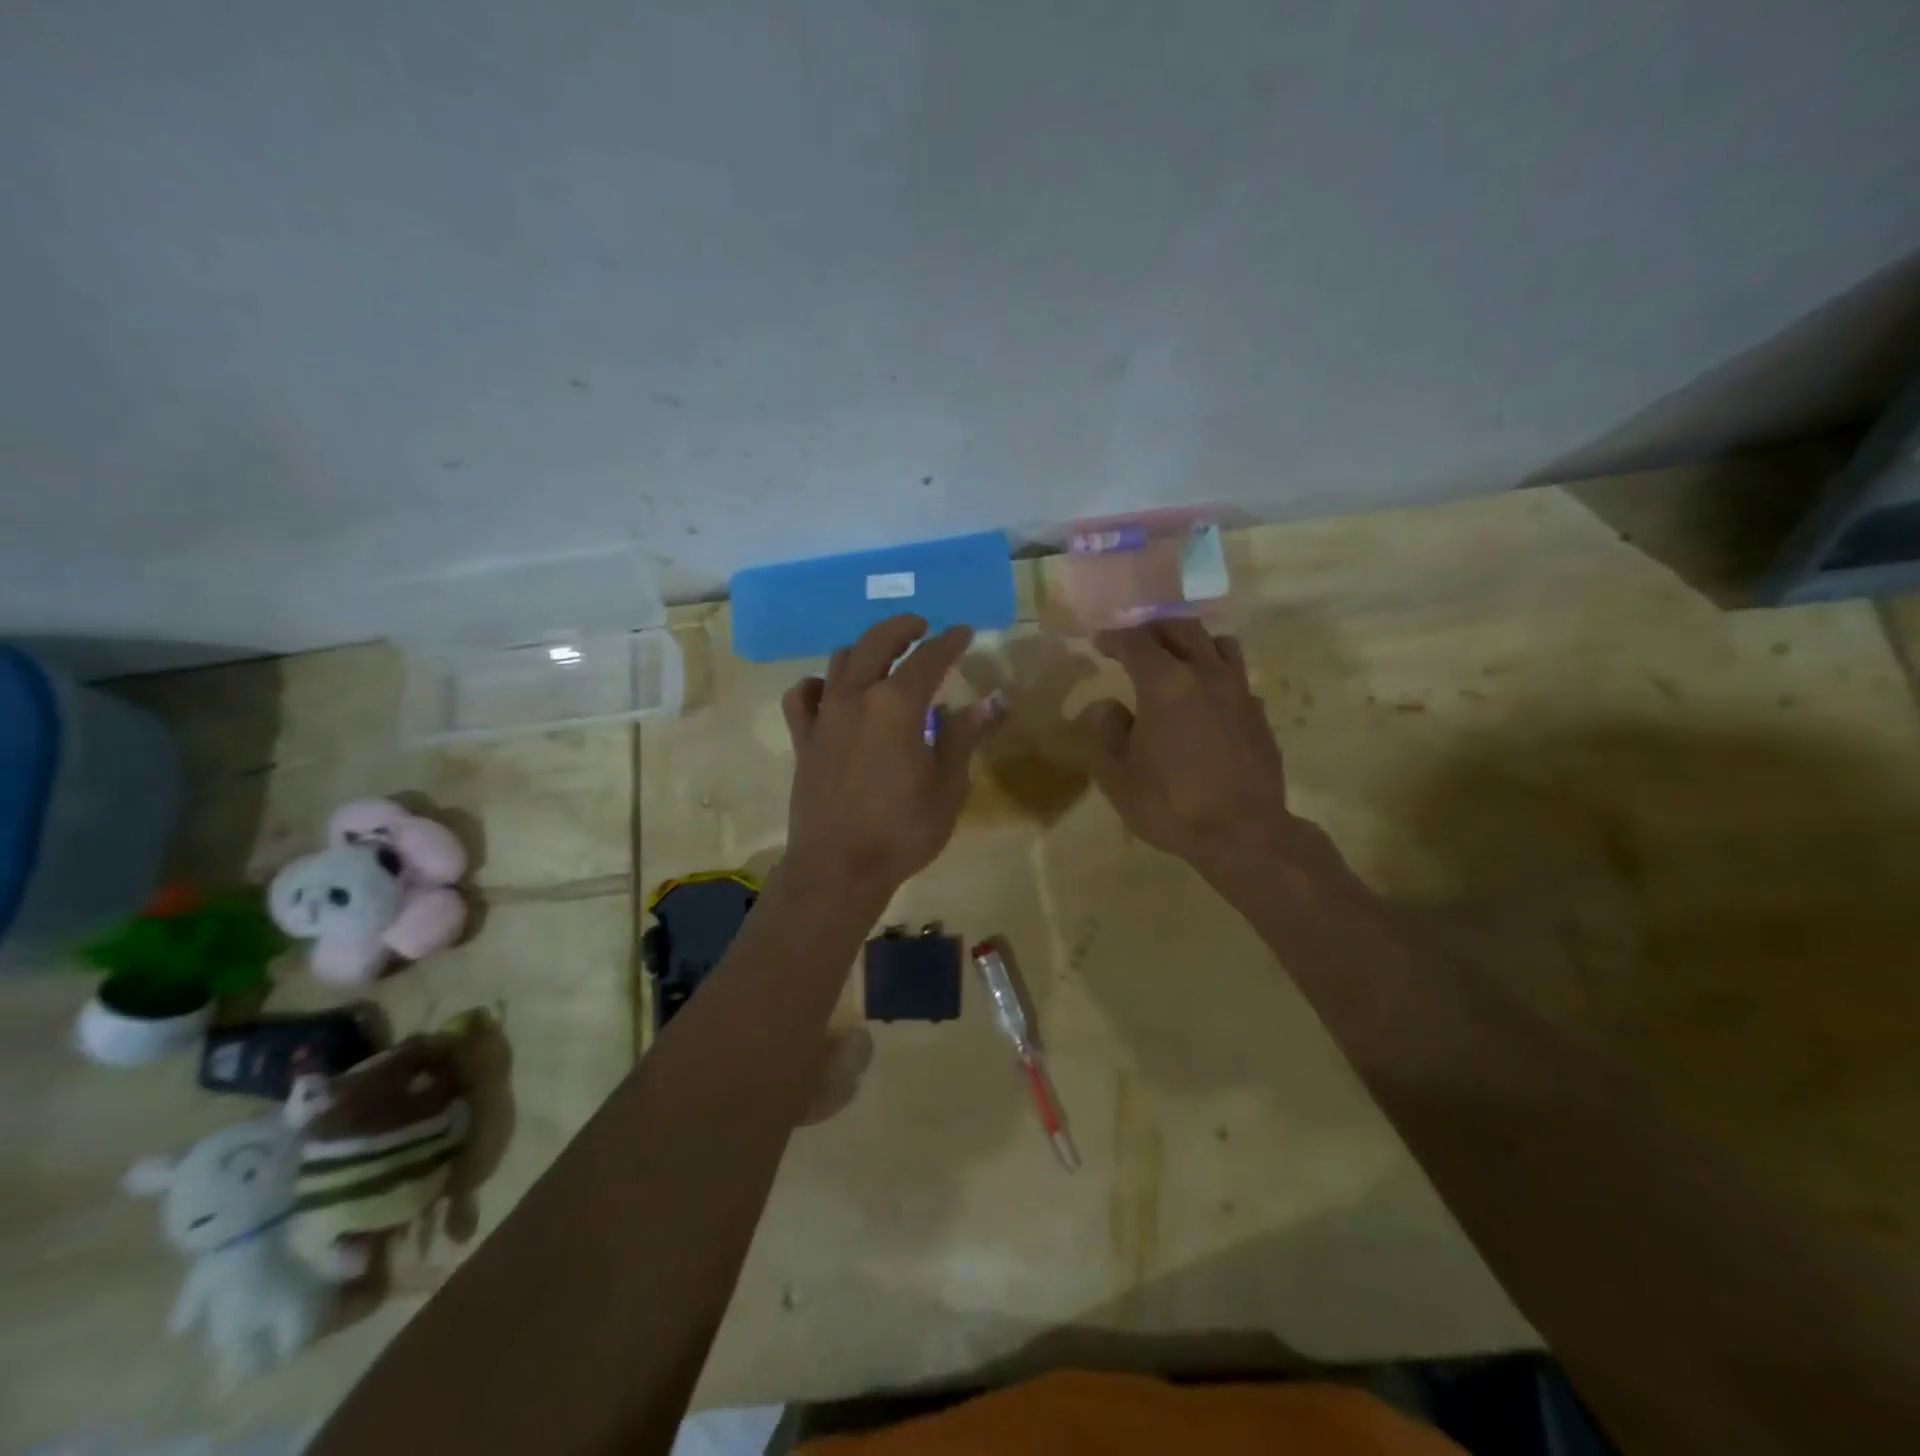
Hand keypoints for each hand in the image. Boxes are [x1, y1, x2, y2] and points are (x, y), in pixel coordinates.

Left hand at [781, 615, 1003, 901]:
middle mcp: (856, 697)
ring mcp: (824, 716)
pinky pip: (803, 696)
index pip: (928, 658)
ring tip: (882, 657)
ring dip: (864, 650)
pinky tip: (830, 692)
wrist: (838, 868)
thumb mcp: (947, 785)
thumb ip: (964, 735)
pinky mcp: (803, 739)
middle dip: (901, 628)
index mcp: (897, 705)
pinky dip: (818, 685)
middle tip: (921, 627)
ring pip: (839, 661)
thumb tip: (991, 700)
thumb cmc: (902, 829)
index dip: (949, 642)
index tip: (964, 632)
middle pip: (876, 642)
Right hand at [1077, 620, 1300, 880]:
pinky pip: (1237, 676)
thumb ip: (1105, 732)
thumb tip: (1107, 706)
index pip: (1136, 643)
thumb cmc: (1170, 804)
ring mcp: (1239, 692)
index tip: (1100, 642)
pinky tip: (1205, 697)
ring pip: (1220, 644)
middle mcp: (1206, 675)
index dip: (1115, 638)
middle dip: (1154, 629)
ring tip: (1177, 657)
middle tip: (1136, 640)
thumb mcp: (1117, 775)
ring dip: (1193, 642)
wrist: (1243, 834)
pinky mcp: (1259, 714)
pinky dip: (1216, 673)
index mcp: (1166, 684)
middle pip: (1182, 630)